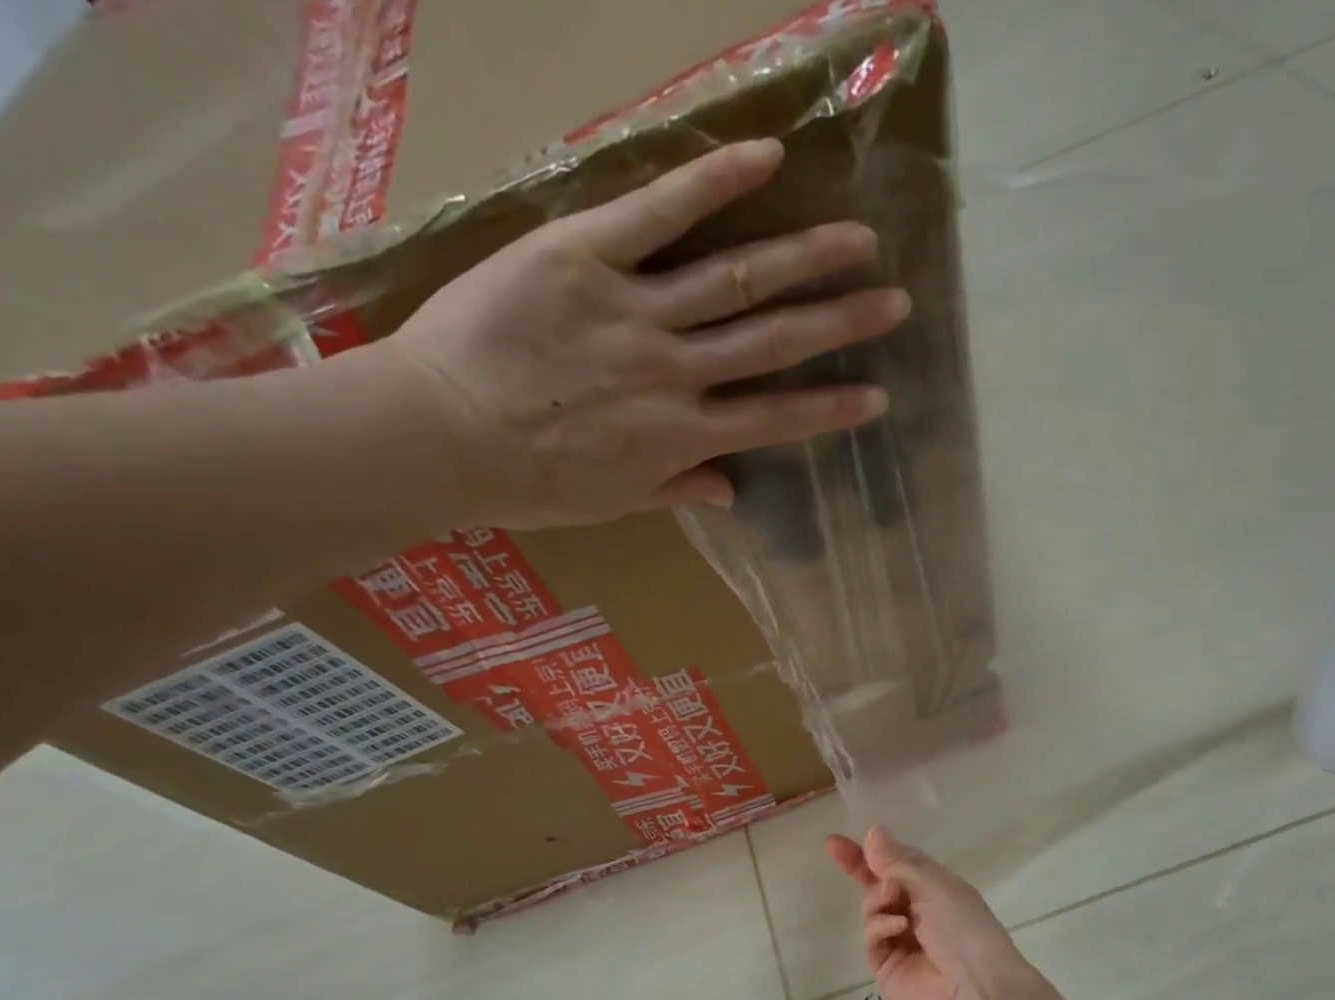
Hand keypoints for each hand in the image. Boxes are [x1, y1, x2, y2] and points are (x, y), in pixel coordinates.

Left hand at [381, 138, 908, 528]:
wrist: (439, 434)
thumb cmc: (526, 482)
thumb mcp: (611, 504)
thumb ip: (676, 491)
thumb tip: (731, 489)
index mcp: (679, 436)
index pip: (773, 420)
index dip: (829, 408)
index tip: (877, 396)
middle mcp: (673, 373)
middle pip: (772, 342)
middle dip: (840, 323)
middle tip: (895, 302)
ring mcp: (633, 311)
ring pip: (735, 280)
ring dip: (804, 257)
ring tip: (859, 239)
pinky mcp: (583, 257)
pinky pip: (655, 214)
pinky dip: (711, 184)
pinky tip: (765, 160)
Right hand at [826, 826, 1042, 999]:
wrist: (976, 989)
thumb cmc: (964, 927)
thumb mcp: (935, 885)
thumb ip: (898, 861)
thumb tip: (873, 832)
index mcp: (933, 889)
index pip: (896, 864)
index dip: (872, 851)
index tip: (840, 839)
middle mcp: (915, 912)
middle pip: (877, 885)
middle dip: (858, 867)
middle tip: (834, 848)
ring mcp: (898, 940)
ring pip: (870, 907)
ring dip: (878, 898)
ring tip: (893, 900)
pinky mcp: (885, 965)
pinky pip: (871, 935)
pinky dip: (880, 926)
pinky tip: (898, 928)